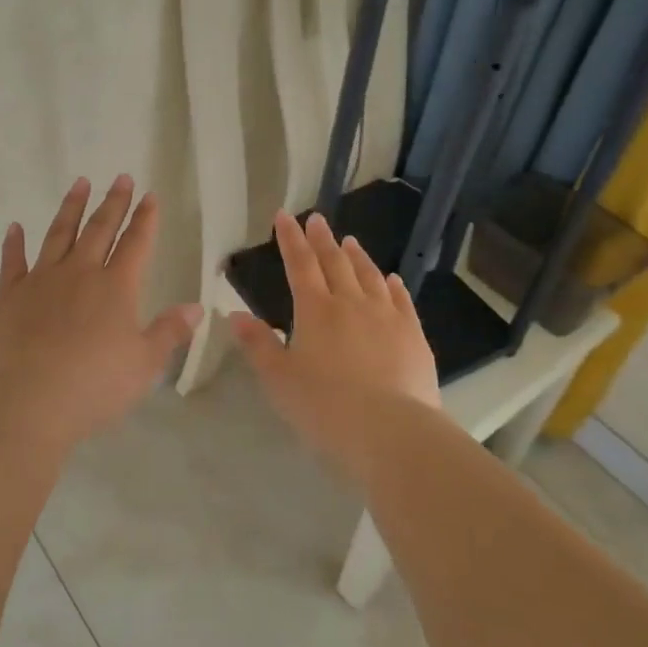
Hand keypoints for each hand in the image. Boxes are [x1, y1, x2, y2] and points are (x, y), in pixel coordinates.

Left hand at [0, 175, 201, 448]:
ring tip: (79, 183)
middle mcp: (80, 273)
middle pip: (100, 229)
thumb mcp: (144, 363)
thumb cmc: (95, 385)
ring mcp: (41, 280)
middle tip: (120, 177)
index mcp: (116, 287)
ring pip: (58, 234)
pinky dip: (14, 243)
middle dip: (113, 202)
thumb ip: (170, 331)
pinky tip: (15, 228)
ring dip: (70, 208)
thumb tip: (196, 307)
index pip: (136, 243)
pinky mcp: (9, 296)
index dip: (145, 219)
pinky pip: (12, 262)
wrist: (30, 401)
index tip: (149, 195)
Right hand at [230, 211, 440, 478]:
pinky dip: (393, 285)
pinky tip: (391, 278)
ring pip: (370, 276)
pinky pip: (401, 300)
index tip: (285, 216)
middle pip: (335, 262)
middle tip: (317, 219)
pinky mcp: (413, 335)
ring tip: (350, 241)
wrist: (391, 430)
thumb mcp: (279, 379)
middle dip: (322, 239)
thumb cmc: (325, 407)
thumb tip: (234, 315)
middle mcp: (352, 303)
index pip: (300, 264)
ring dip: (357, 256)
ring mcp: (386, 316)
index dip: (291, 239)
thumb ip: (258, 345)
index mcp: (316, 310)